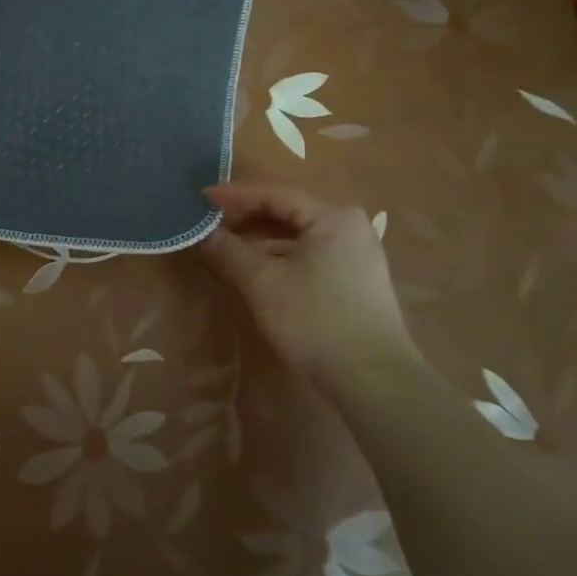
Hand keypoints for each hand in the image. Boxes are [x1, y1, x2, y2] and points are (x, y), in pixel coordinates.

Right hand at [200, 182, 417, 381]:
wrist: (374, 380)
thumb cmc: (315, 320)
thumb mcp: (262, 283)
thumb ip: (229, 251)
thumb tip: (204, 233)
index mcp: (333, 218)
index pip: (275, 195)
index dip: (235, 196)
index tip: (202, 198)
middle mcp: (351, 228)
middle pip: (289, 214)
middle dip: (247, 218)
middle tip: (211, 223)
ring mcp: (358, 256)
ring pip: (299, 237)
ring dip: (262, 240)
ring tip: (227, 247)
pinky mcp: (358, 282)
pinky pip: (311, 256)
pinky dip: (281, 257)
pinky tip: (258, 270)